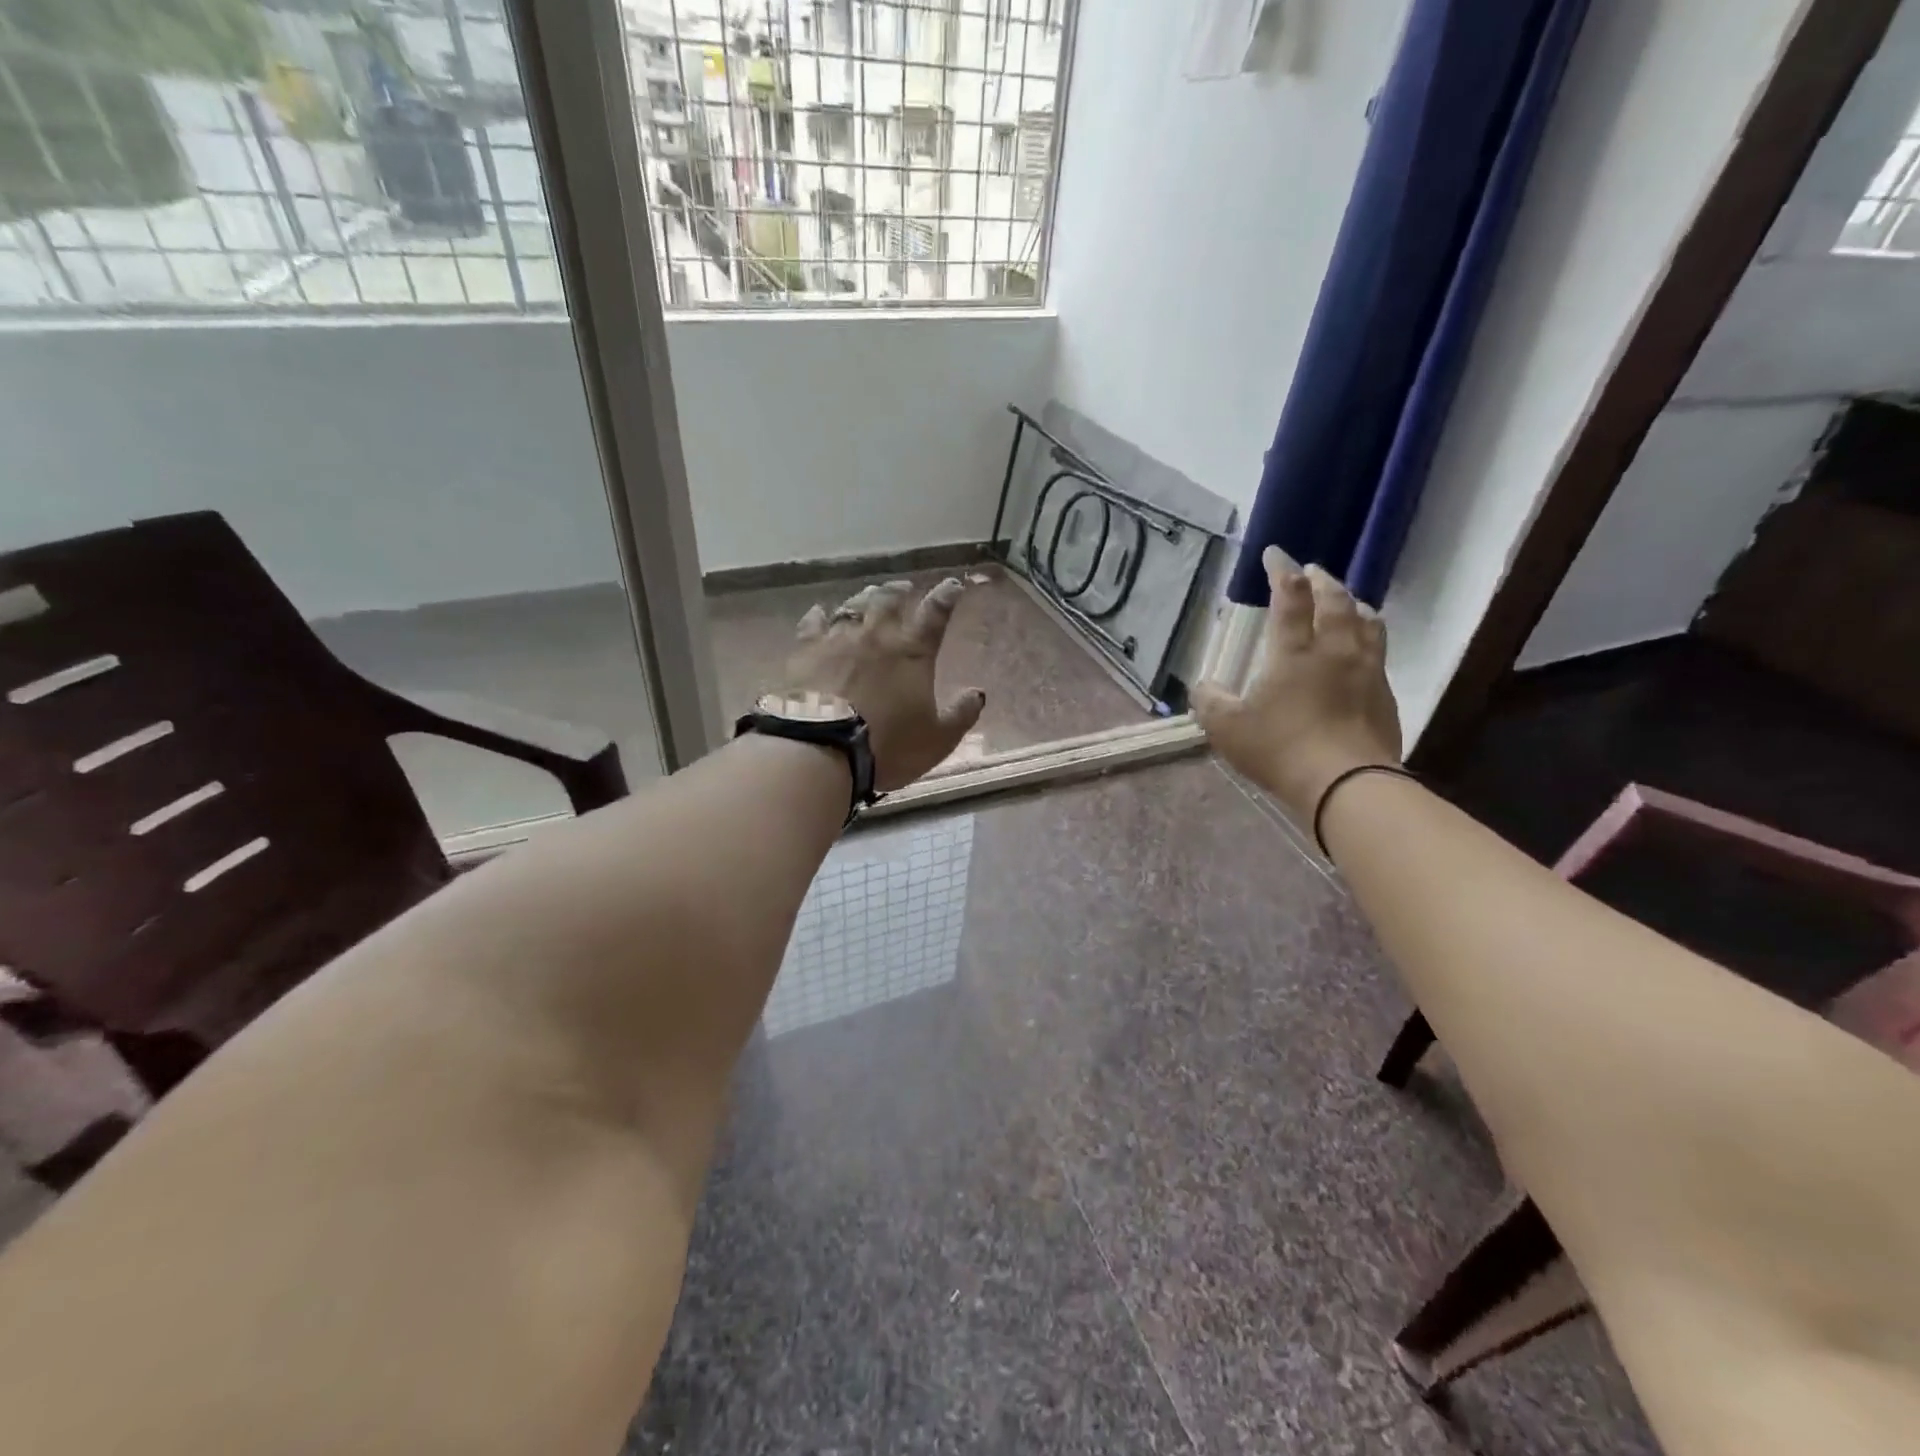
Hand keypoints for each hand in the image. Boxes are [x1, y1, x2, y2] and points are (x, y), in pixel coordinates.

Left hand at [790, 578, 986, 790]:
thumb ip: (961, 715)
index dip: (946, 596)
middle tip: (904, 587)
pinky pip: (812, 623)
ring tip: (869, 596)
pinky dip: (818, 615)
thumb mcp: (937, 739)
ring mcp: (837, 640)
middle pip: (889, 599)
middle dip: (899, 590)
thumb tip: (978, 694)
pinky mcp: (805, 651)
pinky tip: (819, 612)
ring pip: (853, 606)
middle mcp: (876, 635)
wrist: (822, 750)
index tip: (953, 585)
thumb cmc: (887, 746)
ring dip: (864, 598)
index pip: (935, 614)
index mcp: (912, 652)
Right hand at [1191, 549, 1401, 819]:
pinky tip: (1363, 646)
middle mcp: (1335, 649)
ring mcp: (1367, 670)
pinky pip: (1379, 650)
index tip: (1275, 553)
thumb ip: (1209, 702)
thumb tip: (1202, 686)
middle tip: (1312, 571)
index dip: (1281, 570)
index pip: (1290, 597)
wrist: (1346, 785)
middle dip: (1321, 580)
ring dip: (1353, 603)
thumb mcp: (1227, 729)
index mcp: (1294, 651)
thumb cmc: (1281, 750)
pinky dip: (1368, 635)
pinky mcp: (1385, 694)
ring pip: (1366, 620)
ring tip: (1346, 600)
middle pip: (1335, 600)